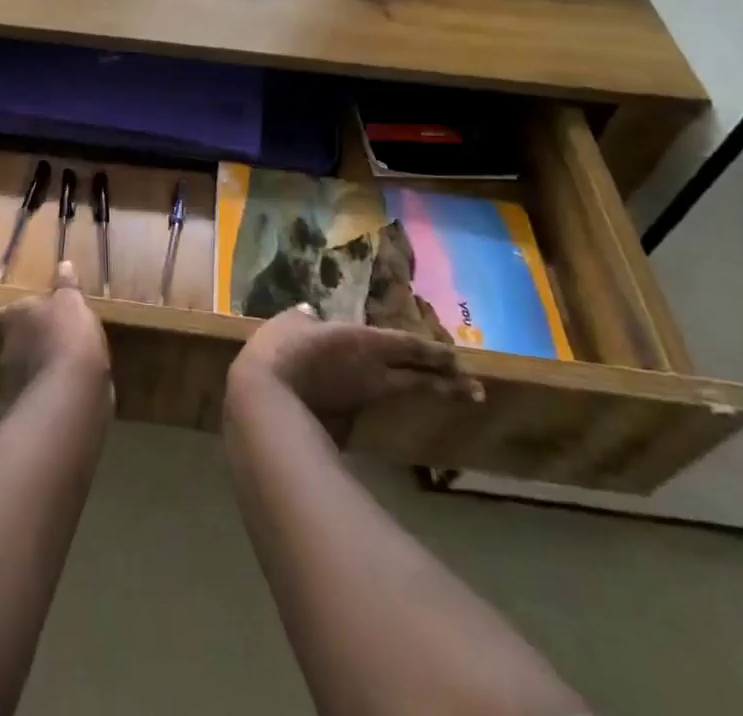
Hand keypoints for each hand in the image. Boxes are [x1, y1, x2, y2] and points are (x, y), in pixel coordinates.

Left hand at [0, 261, 111, 403]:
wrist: (72, 390)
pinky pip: (32, 391)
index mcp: (6, 319)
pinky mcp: (26, 408)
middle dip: (14, 344)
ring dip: (27, 367)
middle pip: (0, 345)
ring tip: (47, 362)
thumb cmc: (65, 333)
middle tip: (30, 339)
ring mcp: (10, 383)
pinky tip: (58, 384)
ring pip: (14, 371)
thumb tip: (64, 264)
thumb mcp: (71, 301)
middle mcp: (1, 351)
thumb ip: (66, 285)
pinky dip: (41, 387)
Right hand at [231, 305, 482, 424]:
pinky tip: (368, 398)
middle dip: (449, 383)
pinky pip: (368, 406)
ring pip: (397, 394)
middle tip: (475, 389)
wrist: (267, 405)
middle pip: (419, 379)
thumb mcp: (290, 323)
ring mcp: (361, 402)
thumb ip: (305, 320)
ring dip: (419, 392)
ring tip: (435, 391)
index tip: (458, 358)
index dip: (436, 351)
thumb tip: (311, 317)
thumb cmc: (283, 352)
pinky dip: (377, 401)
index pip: (410, 346)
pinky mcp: (347, 424)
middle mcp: (374, 375)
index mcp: (365, 343)